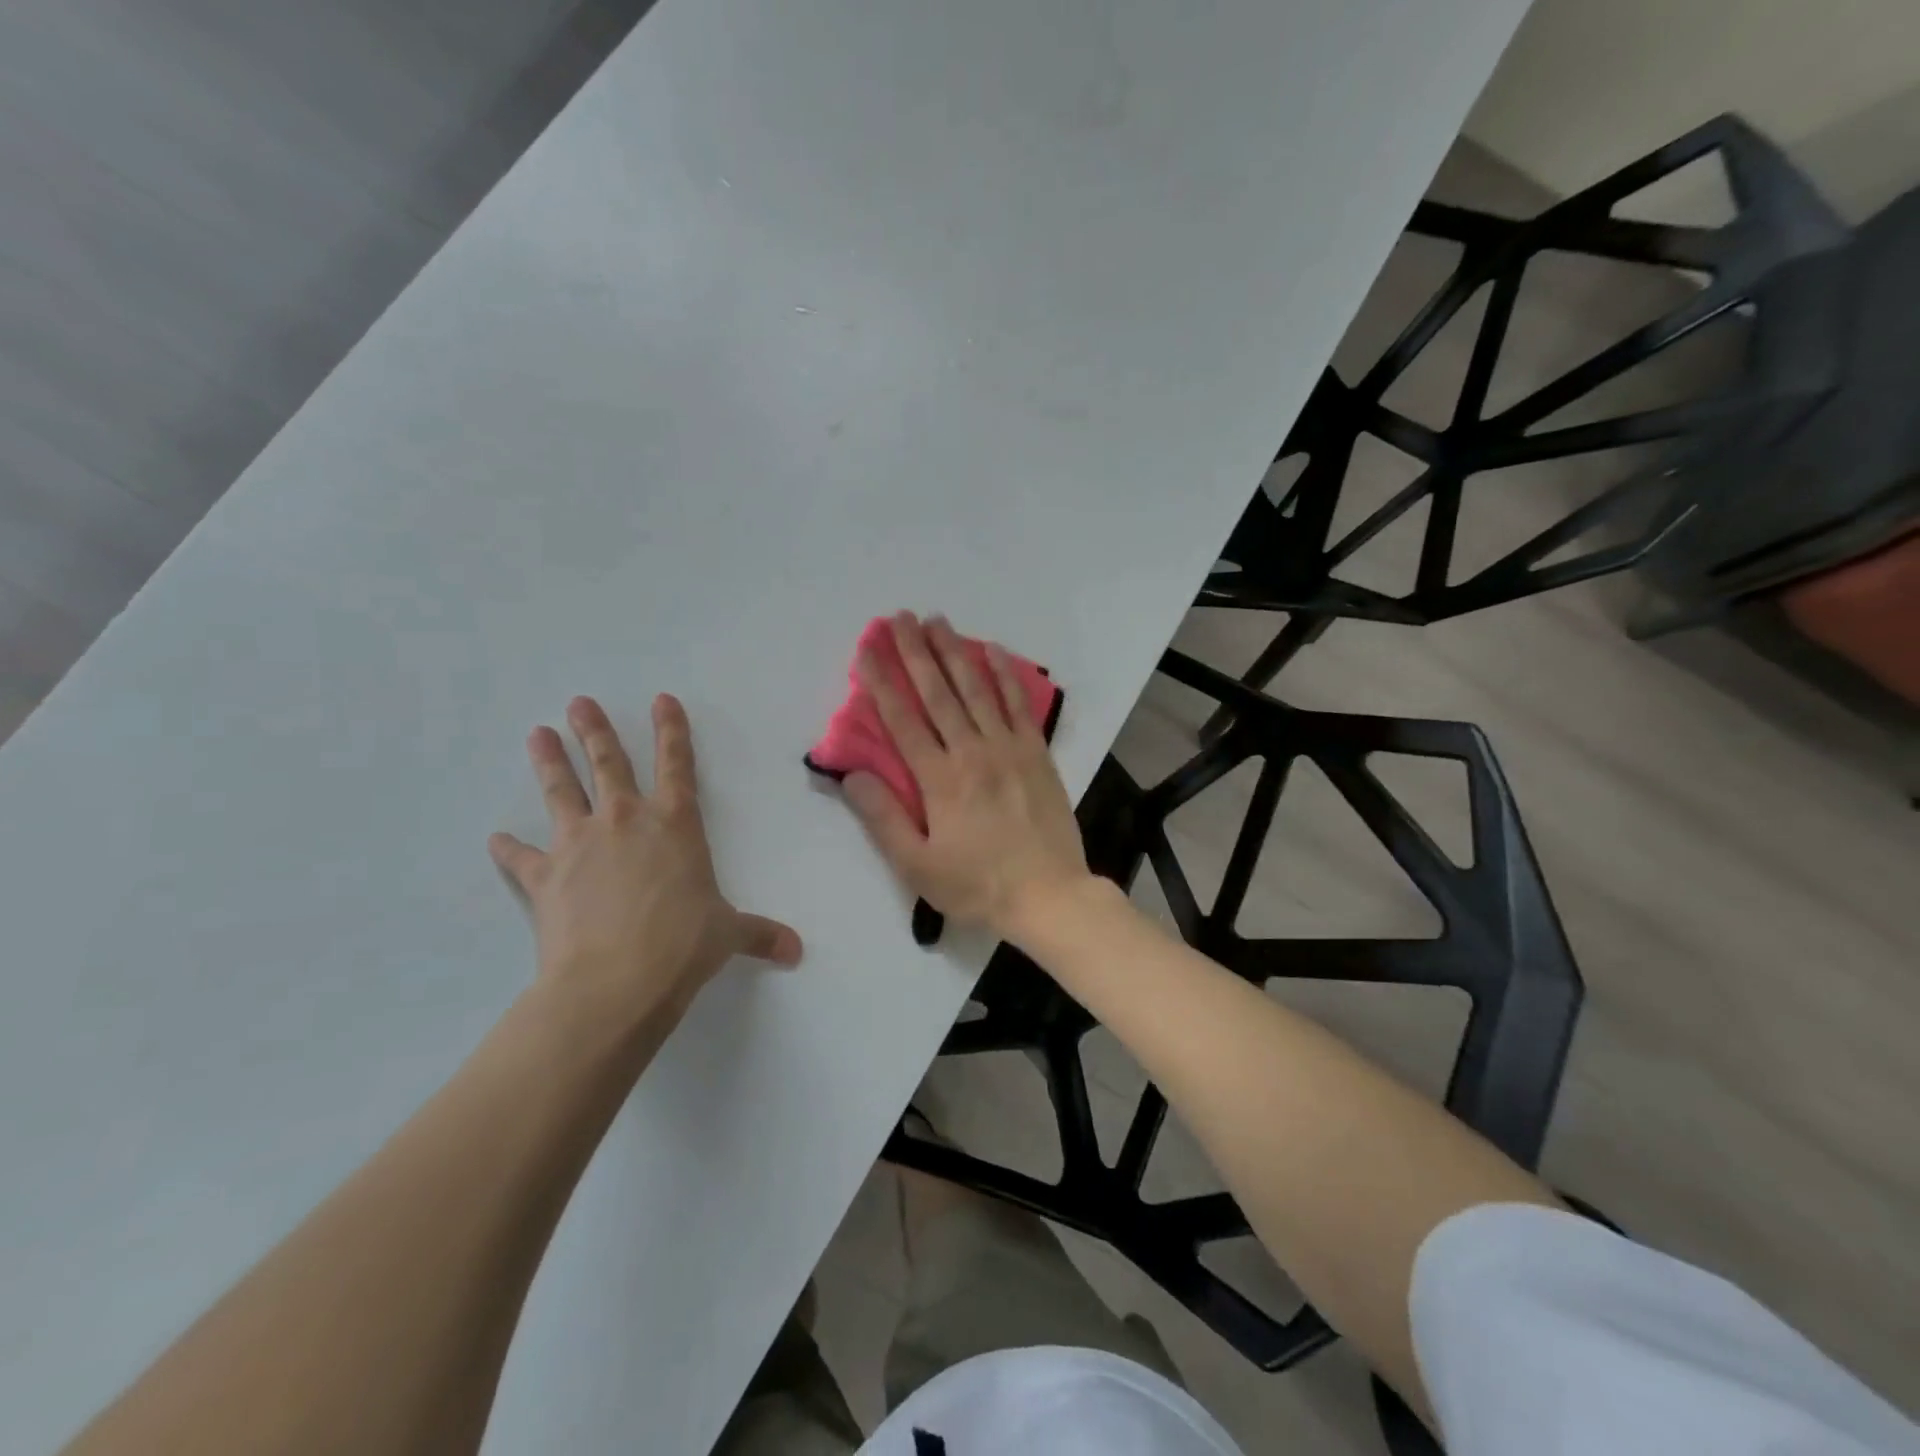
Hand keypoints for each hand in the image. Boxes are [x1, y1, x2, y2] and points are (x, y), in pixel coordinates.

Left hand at [489, 694, 801, 1031]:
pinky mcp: (545, 878)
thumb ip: (761, 934)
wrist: (616, 981)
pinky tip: (494, 840)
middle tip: (578, 702)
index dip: (672, 730)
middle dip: (595, 731)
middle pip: (610, 764)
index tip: (661, 699)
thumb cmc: (683, 945)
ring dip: (551, 762)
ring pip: (562, 792)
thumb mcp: (729, 935)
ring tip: (537, 734)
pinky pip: (521, 858)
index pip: (678, 764)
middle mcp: (626, 821)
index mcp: (675, 824)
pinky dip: (508, 849)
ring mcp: (580, 845)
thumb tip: (796, 951)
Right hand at [842, 612, 1092, 941]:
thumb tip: (853, 774)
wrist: (1049, 895)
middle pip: (938, 693)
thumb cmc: (977, 885)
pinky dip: (1006, 676)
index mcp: (939, 779)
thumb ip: (883, 818)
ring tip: (938, 620)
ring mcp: (1008, 748)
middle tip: (900, 616)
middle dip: (915, 652)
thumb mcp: (917, 865)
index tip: (868, 648)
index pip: (902, 720)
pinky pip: (1019, 705)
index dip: (881, 681)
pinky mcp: (1037, 753)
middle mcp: (972, 752)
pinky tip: (995, 651)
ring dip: (955, 652)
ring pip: (976, 690)